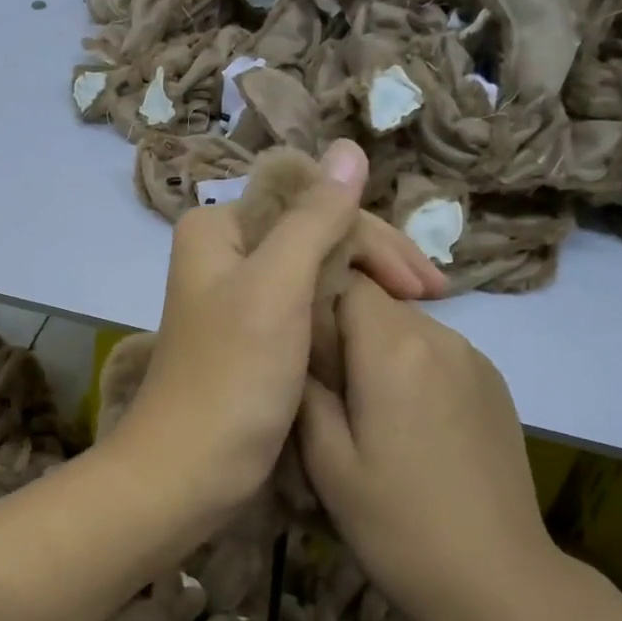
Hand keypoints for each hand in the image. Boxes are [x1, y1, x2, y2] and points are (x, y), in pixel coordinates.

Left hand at [113, 140, 443, 523]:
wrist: (188, 472)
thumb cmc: (231, 378)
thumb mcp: (276, 287)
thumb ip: (314, 218)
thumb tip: (349, 148)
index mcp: (218, 228)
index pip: (311, 203)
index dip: (372, 235)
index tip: (422, 283)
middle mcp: (224, 254)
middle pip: (314, 236)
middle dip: (375, 262)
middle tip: (433, 297)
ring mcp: (238, 299)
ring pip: (314, 273)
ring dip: (365, 288)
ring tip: (417, 313)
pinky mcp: (251, 340)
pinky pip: (305, 309)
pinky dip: (341, 317)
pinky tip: (375, 330)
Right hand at [297, 275, 561, 620]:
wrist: (495, 580)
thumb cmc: (396, 523)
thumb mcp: (326, 460)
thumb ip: (304, 388)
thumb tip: (295, 345)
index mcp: (395, 347)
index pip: (346, 279)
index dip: (312, 300)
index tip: (292, 347)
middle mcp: (442, 337)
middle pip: (377, 303)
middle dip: (341, 329)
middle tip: (318, 387)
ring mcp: (475, 360)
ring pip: (407, 329)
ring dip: (374, 352)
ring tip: (360, 411)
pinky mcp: (495, 386)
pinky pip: (436, 355)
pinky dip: (409, 370)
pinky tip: (404, 426)